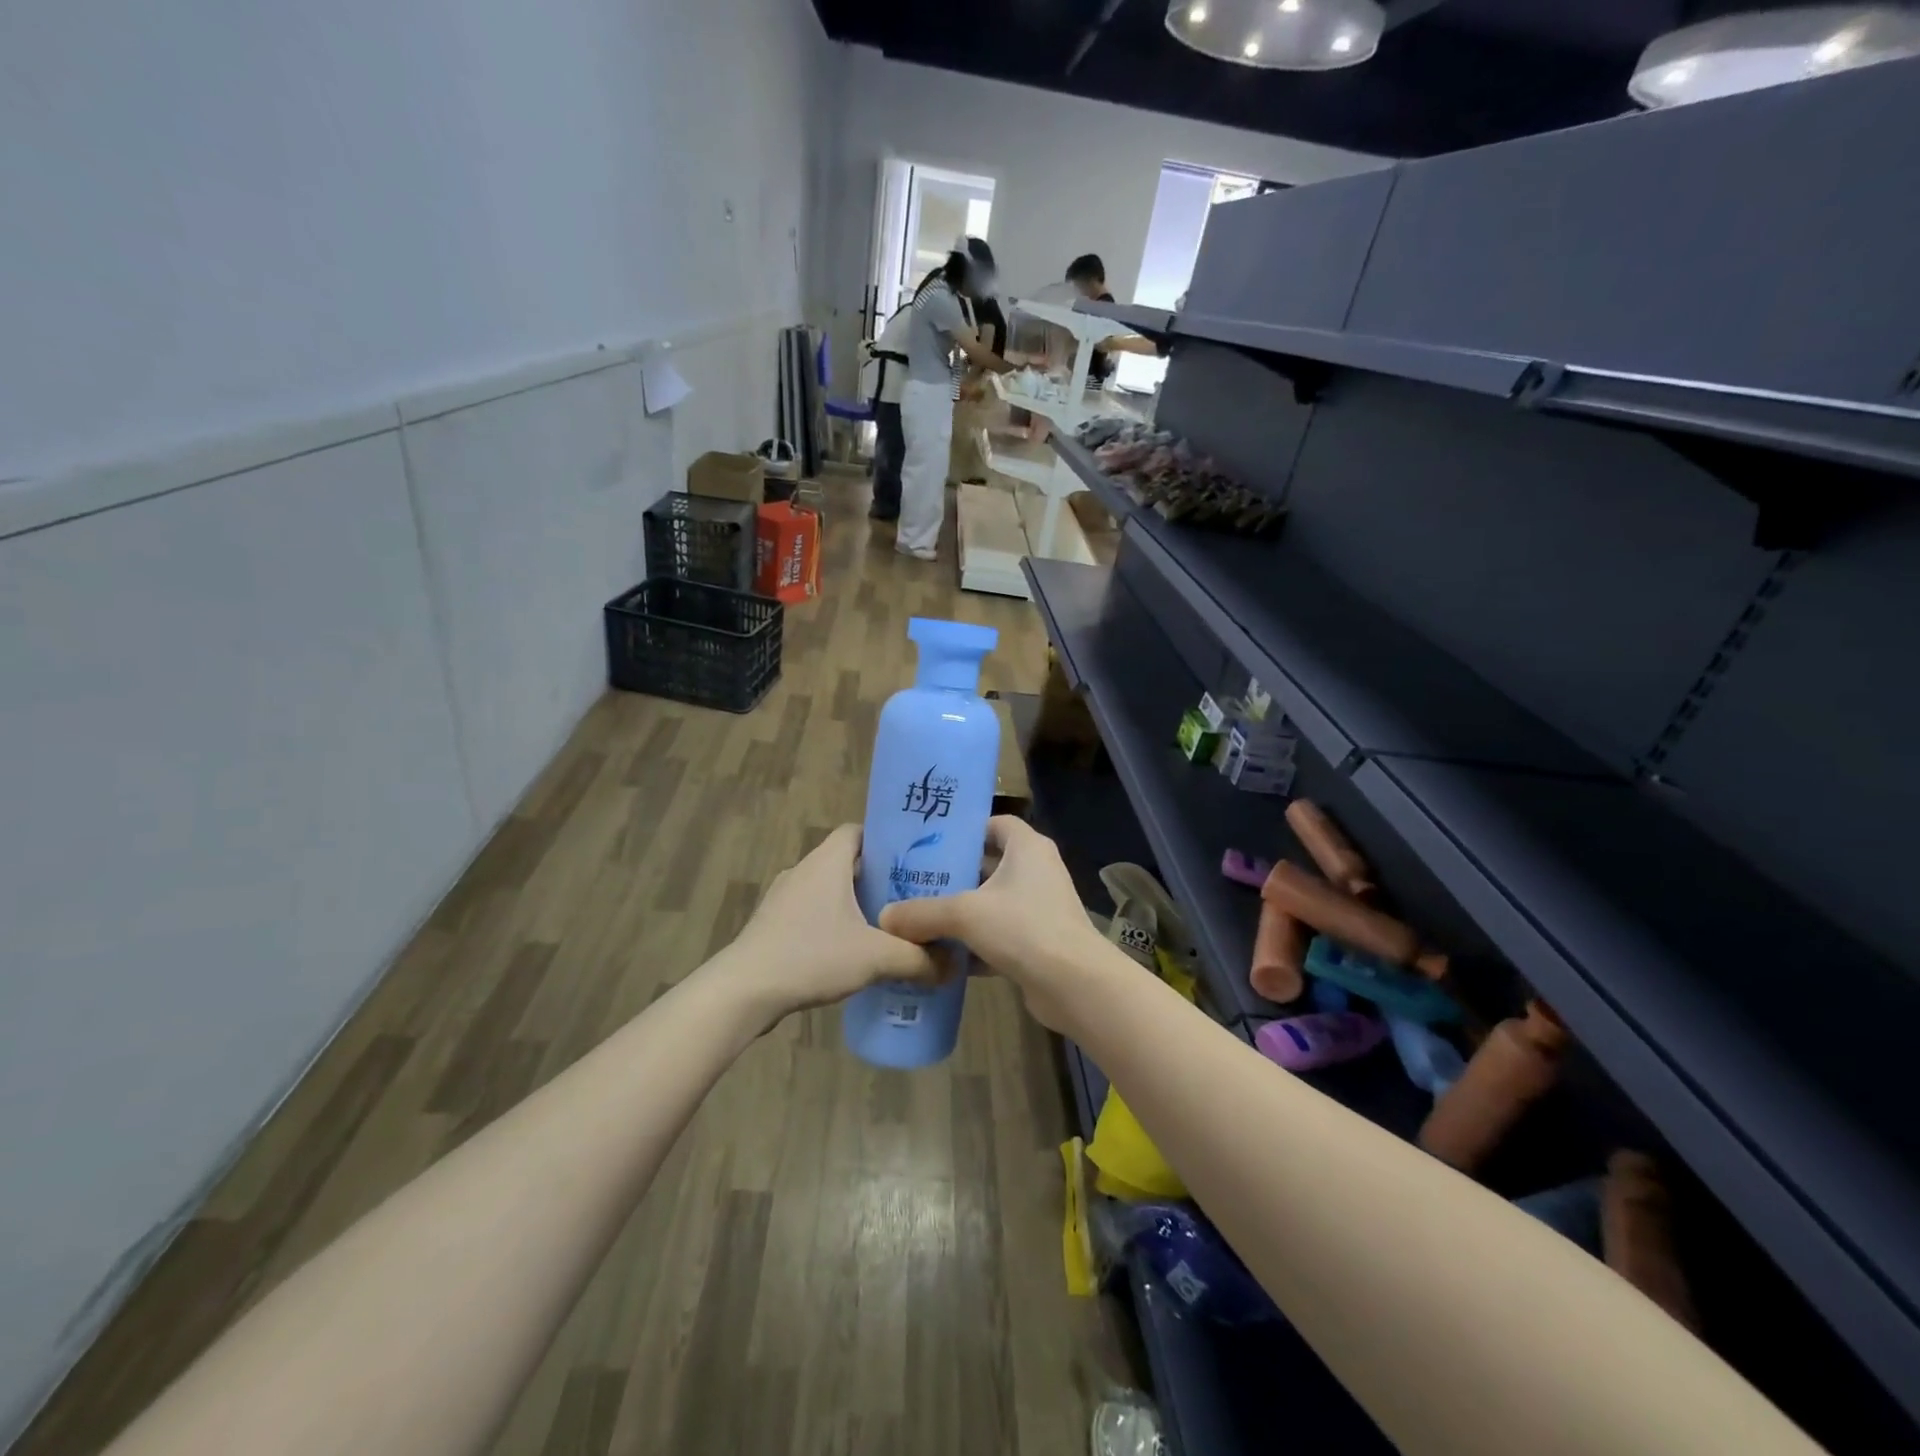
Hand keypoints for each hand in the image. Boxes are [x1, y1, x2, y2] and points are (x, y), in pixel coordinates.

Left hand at [718, 826, 937, 1023]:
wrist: (744, 991)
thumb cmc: (811, 956)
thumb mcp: (876, 958)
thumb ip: (919, 959)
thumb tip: (954, 966)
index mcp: (826, 862)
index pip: (858, 830)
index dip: (885, 840)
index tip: (913, 860)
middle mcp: (803, 870)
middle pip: (846, 861)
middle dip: (877, 877)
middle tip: (910, 898)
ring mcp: (783, 898)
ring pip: (828, 889)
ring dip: (854, 903)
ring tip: (886, 927)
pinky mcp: (772, 925)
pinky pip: (811, 913)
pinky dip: (833, 923)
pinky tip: (851, 952)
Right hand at [878, 816, 1116, 1031]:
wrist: (1074, 984)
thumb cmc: (1023, 928)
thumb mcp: (965, 914)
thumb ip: (922, 913)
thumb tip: (884, 917)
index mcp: (1027, 848)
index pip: (996, 824)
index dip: (966, 829)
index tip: (931, 842)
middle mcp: (1037, 871)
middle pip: (990, 864)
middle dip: (955, 874)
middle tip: (914, 881)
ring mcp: (1040, 908)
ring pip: (993, 902)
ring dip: (963, 911)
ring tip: (920, 916)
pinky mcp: (1038, 941)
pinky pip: (999, 934)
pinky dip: (975, 943)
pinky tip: (942, 956)